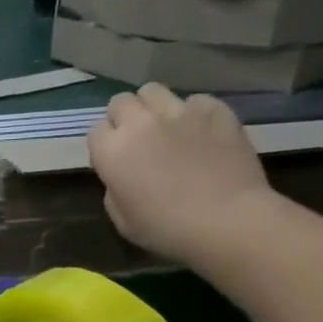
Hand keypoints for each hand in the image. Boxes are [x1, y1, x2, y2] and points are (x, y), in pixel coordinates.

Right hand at [87, 84, 276, 266]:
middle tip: (138, 142)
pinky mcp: (213, 109)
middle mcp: (140, 122)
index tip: (115, 162)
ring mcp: (179, 111)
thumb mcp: (123, 222)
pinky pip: (195, 101)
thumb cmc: (167, 230)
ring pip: (153, 91)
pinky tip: (202, 134)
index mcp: (113, 151)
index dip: (105, 146)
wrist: (226, 220)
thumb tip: (122, 178)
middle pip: (120, 102)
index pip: (96, 132)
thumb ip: (115, 192)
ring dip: (153, 108)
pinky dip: (193, 114)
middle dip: (124, 119)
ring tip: (166, 128)